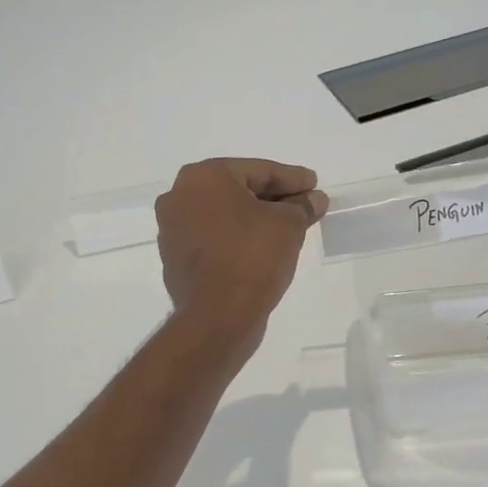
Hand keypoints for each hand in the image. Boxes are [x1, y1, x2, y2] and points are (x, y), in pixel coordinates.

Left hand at [155, 158, 326, 356]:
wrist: (217, 316)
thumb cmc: (253, 256)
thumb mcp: (288, 225)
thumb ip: (302, 206)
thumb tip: (314, 200)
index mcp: (204, 177)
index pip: (259, 171)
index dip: (292, 178)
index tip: (314, 185)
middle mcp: (180, 196)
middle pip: (239, 190)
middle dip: (274, 198)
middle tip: (305, 204)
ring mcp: (173, 229)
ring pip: (225, 215)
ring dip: (256, 218)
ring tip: (288, 227)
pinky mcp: (176, 258)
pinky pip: (215, 238)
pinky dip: (238, 239)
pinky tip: (263, 249)